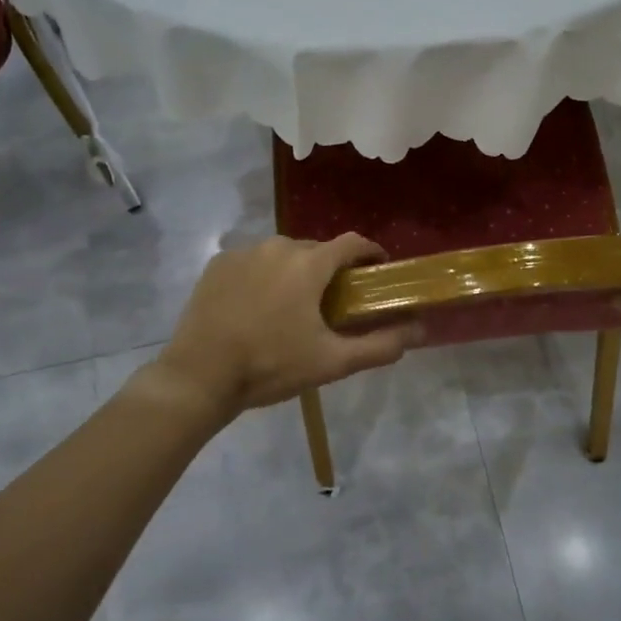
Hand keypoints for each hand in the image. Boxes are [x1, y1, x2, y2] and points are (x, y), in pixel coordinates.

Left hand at [152, 234, 421, 414]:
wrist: (199, 377)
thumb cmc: (271, 366)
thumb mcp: (333, 362)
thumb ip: (381, 345)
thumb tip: (421, 331)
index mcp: (309, 263)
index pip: (352, 243)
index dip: (371, 253)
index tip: (379, 271)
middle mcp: (277, 246)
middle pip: (317, 249)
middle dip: (331, 270)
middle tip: (334, 302)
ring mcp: (242, 253)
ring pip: (282, 255)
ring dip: (295, 273)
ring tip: (293, 307)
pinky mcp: (217, 265)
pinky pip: (252, 263)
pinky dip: (263, 277)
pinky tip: (258, 308)